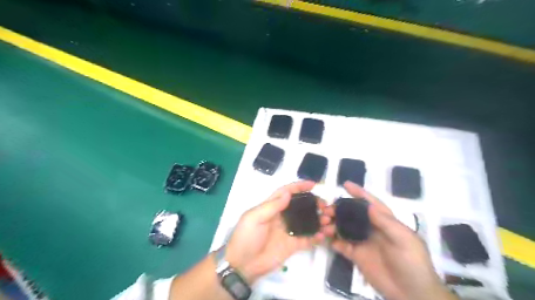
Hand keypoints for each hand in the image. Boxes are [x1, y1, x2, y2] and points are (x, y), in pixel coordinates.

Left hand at [223, 181, 330, 283]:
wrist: (243, 265)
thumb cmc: (246, 237)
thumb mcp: (254, 218)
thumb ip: (271, 206)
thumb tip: (288, 194)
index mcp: (271, 207)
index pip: (286, 192)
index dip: (299, 187)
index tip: (313, 184)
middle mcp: (282, 217)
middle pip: (301, 206)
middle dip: (314, 203)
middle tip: (325, 206)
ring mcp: (288, 231)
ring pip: (307, 221)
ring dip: (318, 219)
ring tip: (329, 220)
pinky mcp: (293, 245)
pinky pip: (307, 239)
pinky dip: (317, 236)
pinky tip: (324, 235)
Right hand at [323, 182, 457, 299]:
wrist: (411, 293)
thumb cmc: (412, 262)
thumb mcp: (404, 239)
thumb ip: (386, 222)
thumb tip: (367, 205)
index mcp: (385, 221)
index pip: (370, 203)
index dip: (359, 192)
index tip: (345, 184)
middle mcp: (371, 228)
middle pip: (352, 214)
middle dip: (339, 209)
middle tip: (327, 210)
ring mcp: (363, 242)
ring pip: (344, 228)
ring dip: (333, 224)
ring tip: (323, 224)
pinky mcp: (356, 255)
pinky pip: (341, 244)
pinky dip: (332, 240)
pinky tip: (325, 238)